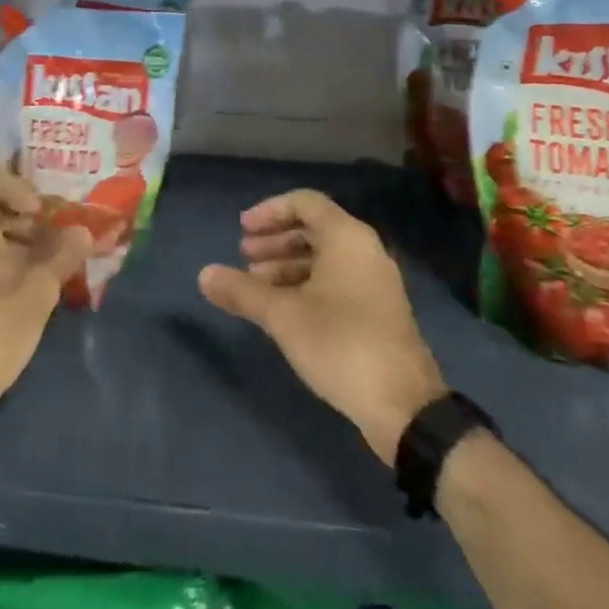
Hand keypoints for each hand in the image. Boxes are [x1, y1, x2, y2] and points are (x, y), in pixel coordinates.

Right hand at [199, 189, 447, 464]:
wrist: (405, 406)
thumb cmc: (340, 343)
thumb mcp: (282, 316)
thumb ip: (242, 291)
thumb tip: (203, 275)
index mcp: (346, 236)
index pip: (304, 202)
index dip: (269, 211)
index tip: (241, 230)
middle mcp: (365, 249)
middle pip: (314, 227)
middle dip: (275, 239)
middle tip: (244, 258)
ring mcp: (375, 281)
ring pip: (324, 256)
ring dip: (287, 264)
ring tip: (256, 285)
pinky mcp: (378, 310)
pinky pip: (337, 279)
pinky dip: (307, 283)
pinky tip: (284, 309)